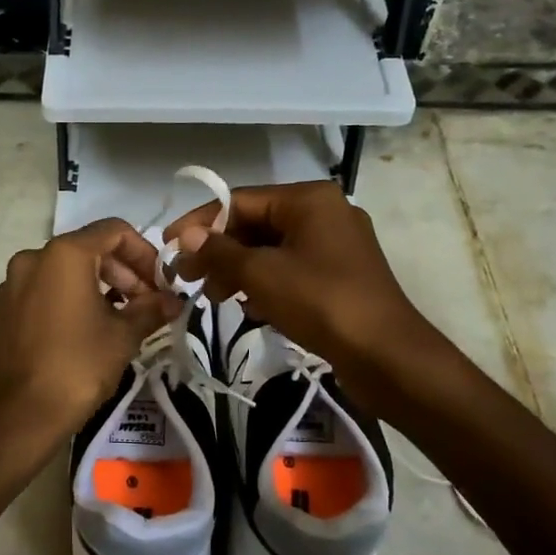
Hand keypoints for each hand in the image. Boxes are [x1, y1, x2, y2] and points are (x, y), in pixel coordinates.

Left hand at [0, 219, 180, 458]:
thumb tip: (173, 301)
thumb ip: (150, 309)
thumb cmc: (78, 368)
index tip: (159, 283)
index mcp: (63, 255)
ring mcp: (6, 288)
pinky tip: (74, 337)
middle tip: (142, 303)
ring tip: (112, 320)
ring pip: (58, 274)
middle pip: (85, 250)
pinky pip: (35, 298)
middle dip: (119, 272)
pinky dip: (59, 305)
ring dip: (90, 288)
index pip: (113, 231)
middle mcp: (30, 260)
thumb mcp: (123, 337)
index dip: (144, 252)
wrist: (19, 417)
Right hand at [166, 181, 436, 399]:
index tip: (169, 246)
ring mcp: (335, 244)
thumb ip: (220, 251)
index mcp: (309, 199)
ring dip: (238, 270)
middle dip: (220, 251)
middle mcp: (324, 212)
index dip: (200, 223)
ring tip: (214, 298)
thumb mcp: (262, 275)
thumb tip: (187, 236)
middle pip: (256, 223)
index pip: (240, 200)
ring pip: (271, 249)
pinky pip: (290, 268)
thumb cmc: (321, 303)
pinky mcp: (339, 274)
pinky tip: (249, 308)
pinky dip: (265, 283)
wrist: (386, 355)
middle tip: (188, 278)